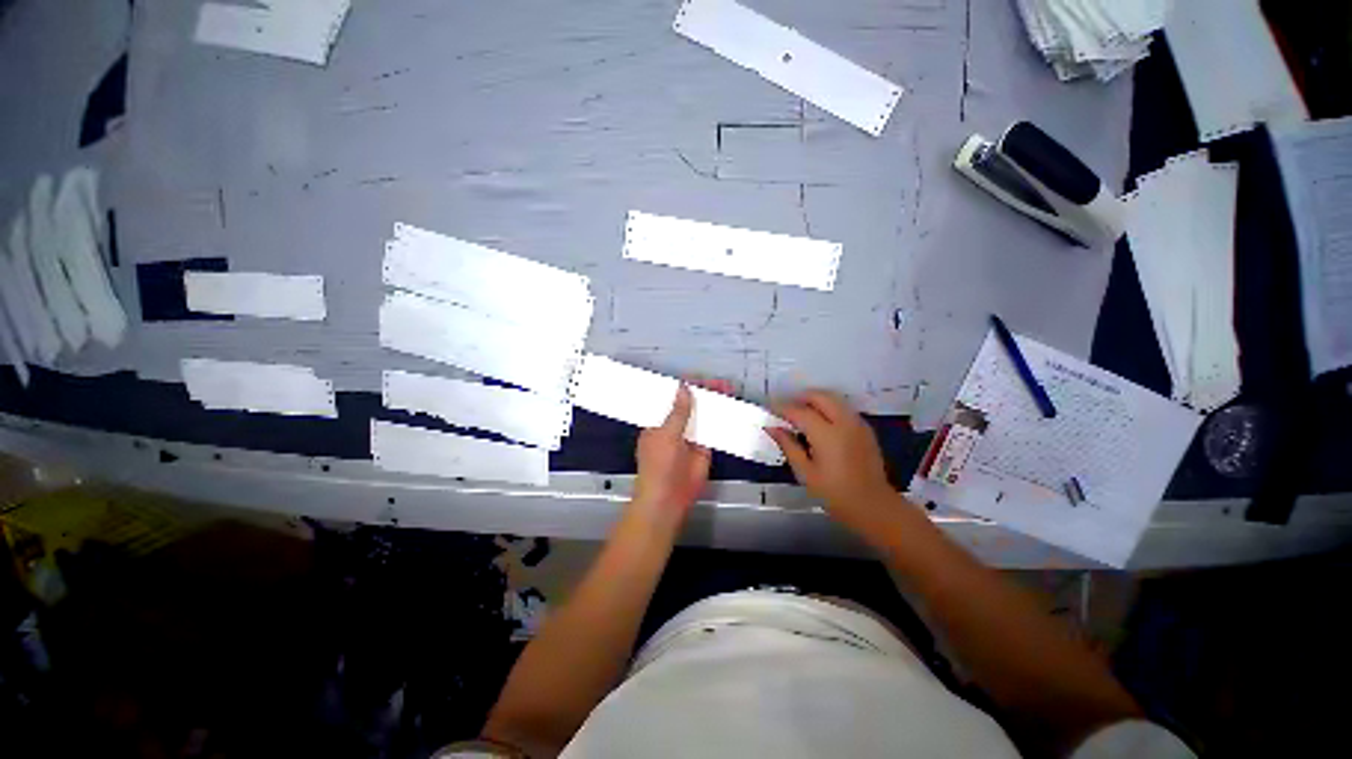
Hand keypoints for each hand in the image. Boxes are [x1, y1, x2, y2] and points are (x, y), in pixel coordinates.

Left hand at [633, 380, 729, 524]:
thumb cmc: (659, 465)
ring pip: (703, 415)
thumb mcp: (666, 434)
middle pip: (690, 405)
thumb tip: (684, 386)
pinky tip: (733, 409)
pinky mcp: (704, 448)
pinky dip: (722, 420)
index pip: (671, 399)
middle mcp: (674, 427)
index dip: (685, 387)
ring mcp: (690, 437)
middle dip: (704, 393)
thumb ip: (678, 411)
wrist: (668, 498)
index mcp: (658, 422)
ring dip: (715, 404)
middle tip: (720, 383)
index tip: (699, 378)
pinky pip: (714, 430)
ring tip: (729, 390)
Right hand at [767, 390, 905, 539]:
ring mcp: (857, 423)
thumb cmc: (835, 494)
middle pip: (819, 396)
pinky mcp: (865, 428)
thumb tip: (772, 428)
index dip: (782, 408)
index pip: (799, 411)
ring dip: (815, 400)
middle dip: (800, 398)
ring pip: (833, 398)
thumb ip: (788, 446)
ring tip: (801, 414)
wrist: (873, 507)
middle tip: (785, 409)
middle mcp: (844, 422)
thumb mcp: (805, 473)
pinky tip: (820, 423)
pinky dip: (828, 407)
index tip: (770, 409)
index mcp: (827, 435)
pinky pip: (843, 408)